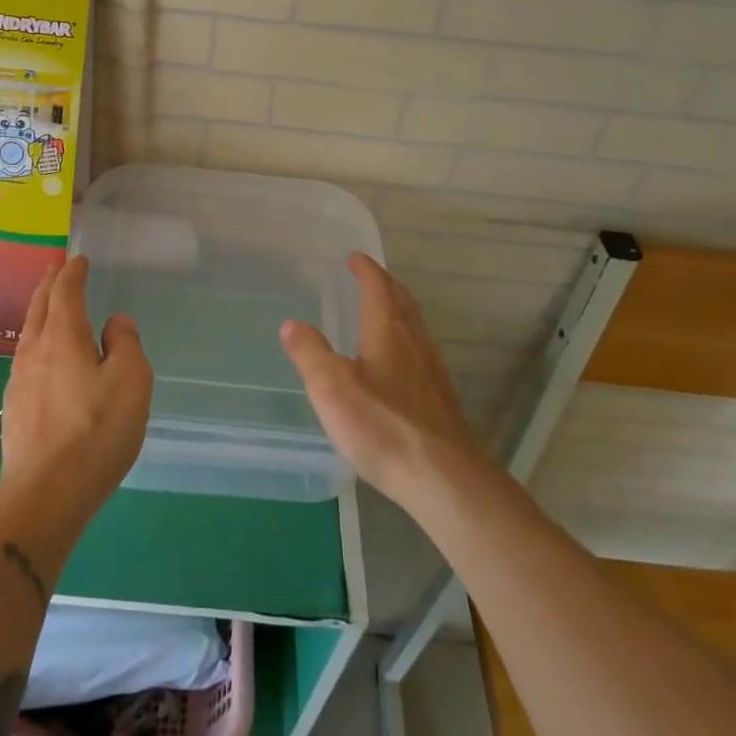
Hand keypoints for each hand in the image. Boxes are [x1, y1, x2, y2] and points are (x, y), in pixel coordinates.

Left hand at [0, 256, 152, 534]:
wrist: (44, 494)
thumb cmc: (95, 432)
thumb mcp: (131, 382)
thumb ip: (125, 344)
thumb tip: (115, 322)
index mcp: (64, 337)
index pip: (65, 293)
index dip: (72, 273)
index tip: (78, 260)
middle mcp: (35, 351)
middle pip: (39, 307)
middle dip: (49, 284)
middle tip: (56, 268)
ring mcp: (19, 380)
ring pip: (28, 332)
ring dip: (39, 310)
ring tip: (48, 304)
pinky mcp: (15, 407)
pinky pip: (26, 356)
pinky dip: (36, 339)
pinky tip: (42, 355)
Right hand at [281, 253, 484, 509]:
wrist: (444, 477)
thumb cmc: (383, 426)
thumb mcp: (332, 388)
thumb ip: (310, 353)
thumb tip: (291, 324)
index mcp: (388, 331)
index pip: (378, 287)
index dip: (366, 270)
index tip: (355, 258)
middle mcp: (414, 342)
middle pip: (402, 302)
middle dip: (385, 285)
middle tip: (370, 277)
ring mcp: (432, 370)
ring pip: (415, 326)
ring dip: (399, 310)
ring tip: (383, 312)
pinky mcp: (440, 398)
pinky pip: (421, 351)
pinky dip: (406, 339)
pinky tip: (399, 363)